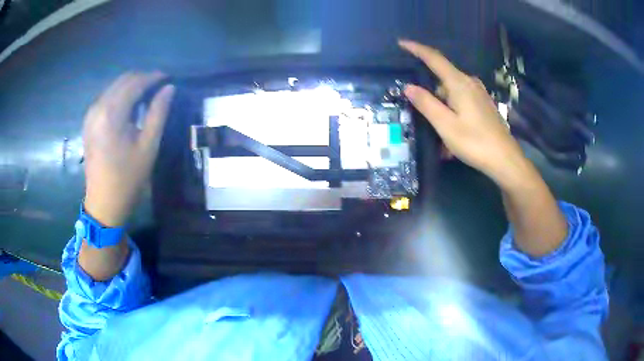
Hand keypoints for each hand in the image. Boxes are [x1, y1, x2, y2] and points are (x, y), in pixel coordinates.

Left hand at [83, 72, 174, 226]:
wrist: (103, 202)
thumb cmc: (127, 178)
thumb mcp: (148, 146)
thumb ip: (158, 113)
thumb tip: (169, 89)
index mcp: (112, 113)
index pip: (135, 82)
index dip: (153, 77)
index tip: (168, 78)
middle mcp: (98, 107)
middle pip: (123, 80)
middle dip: (142, 79)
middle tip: (159, 86)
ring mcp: (91, 114)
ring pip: (114, 87)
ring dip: (131, 86)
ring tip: (147, 95)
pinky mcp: (89, 122)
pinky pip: (106, 98)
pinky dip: (120, 96)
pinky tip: (129, 106)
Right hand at [399, 40, 530, 186]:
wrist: (505, 160)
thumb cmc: (475, 142)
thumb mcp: (445, 125)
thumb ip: (426, 103)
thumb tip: (409, 86)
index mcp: (459, 83)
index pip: (434, 58)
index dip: (417, 49)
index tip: (401, 43)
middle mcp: (470, 82)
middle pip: (442, 79)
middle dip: (430, 95)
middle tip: (424, 118)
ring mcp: (479, 93)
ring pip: (451, 93)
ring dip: (442, 109)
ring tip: (441, 136)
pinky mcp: (483, 104)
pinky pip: (461, 101)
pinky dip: (452, 113)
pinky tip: (453, 134)